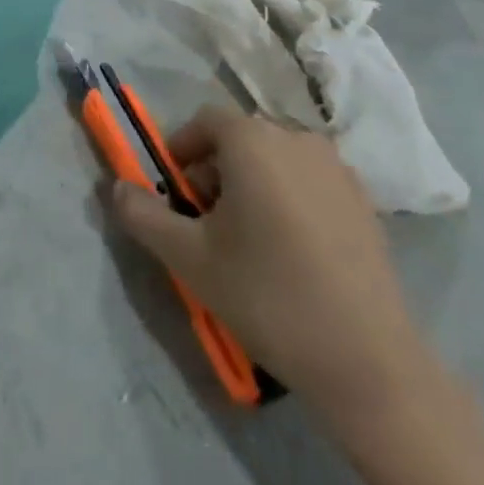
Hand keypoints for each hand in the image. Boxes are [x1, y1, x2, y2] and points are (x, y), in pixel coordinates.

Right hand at [110, 105, 429, 432]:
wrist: (368, 362)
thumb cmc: (267, 296)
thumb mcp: (189, 258)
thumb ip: (143, 215)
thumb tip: (115, 186)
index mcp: (253, 141)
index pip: (204, 122)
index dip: (180, 150)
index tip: (173, 194)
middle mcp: (297, 139)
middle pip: (240, 139)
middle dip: (213, 171)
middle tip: (203, 223)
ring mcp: (337, 169)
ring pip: (275, 160)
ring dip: (250, 184)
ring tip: (245, 241)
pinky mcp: (364, 202)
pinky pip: (308, 182)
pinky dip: (287, 199)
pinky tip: (289, 253)